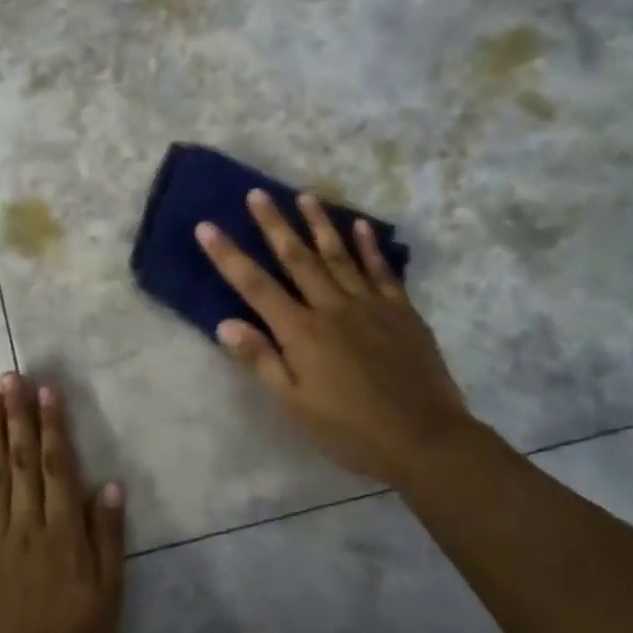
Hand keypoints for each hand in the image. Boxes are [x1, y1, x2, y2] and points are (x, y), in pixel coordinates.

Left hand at [0, 373, 125, 632]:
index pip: (57, 467)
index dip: (52, 426)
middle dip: (17, 416)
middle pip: (21, 461)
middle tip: (11, 377)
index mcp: (64, 533)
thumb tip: (109, 484)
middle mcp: (27, 526)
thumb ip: (108, 538)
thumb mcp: (110, 597)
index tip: (47, 391)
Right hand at [196, 190, 479, 485]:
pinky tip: (361, 225)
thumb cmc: (350, 429)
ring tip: (305, 196)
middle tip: (257, 193)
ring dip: (320, 224)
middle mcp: (332, 308)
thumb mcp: (295, 405)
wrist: (425, 439)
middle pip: (297, 258)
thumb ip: (261, 361)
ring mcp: (370, 305)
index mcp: (301, 332)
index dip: (228, 255)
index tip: (207, 226)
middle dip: (274, 224)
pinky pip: (381, 270)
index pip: (255, 286)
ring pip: (339, 255)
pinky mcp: (402, 311)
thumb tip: (225, 324)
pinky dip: (369, 247)